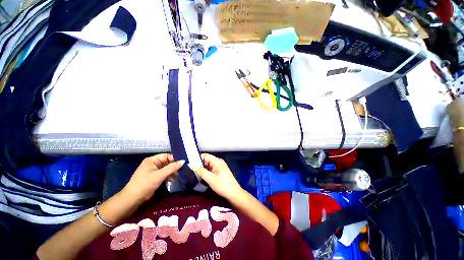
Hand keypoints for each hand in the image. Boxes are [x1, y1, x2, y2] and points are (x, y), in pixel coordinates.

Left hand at [122, 154, 184, 202]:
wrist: (132, 199)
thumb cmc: (145, 184)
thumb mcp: (159, 175)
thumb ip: (172, 168)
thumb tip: (183, 161)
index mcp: (152, 160)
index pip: (167, 156)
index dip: (174, 159)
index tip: (182, 165)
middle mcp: (153, 163)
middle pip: (167, 162)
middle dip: (174, 166)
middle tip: (182, 170)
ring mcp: (153, 170)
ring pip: (166, 168)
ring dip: (172, 171)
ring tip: (179, 176)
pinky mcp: (154, 177)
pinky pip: (164, 173)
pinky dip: (169, 176)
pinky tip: (173, 179)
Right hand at [190, 153, 242, 200]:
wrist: (233, 193)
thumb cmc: (222, 185)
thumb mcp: (210, 178)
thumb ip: (200, 171)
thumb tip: (191, 165)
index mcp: (217, 161)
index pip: (205, 155)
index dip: (197, 158)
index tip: (189, 163)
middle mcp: (218, 162)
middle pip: (206, 160)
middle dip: (199, 165)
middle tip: (190, 171)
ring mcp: (219, 167)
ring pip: (208, 166)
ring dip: (202, 170)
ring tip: (194, 175)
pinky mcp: (219, 172)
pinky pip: (211, 170)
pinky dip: (206, 173)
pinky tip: (201, 178)